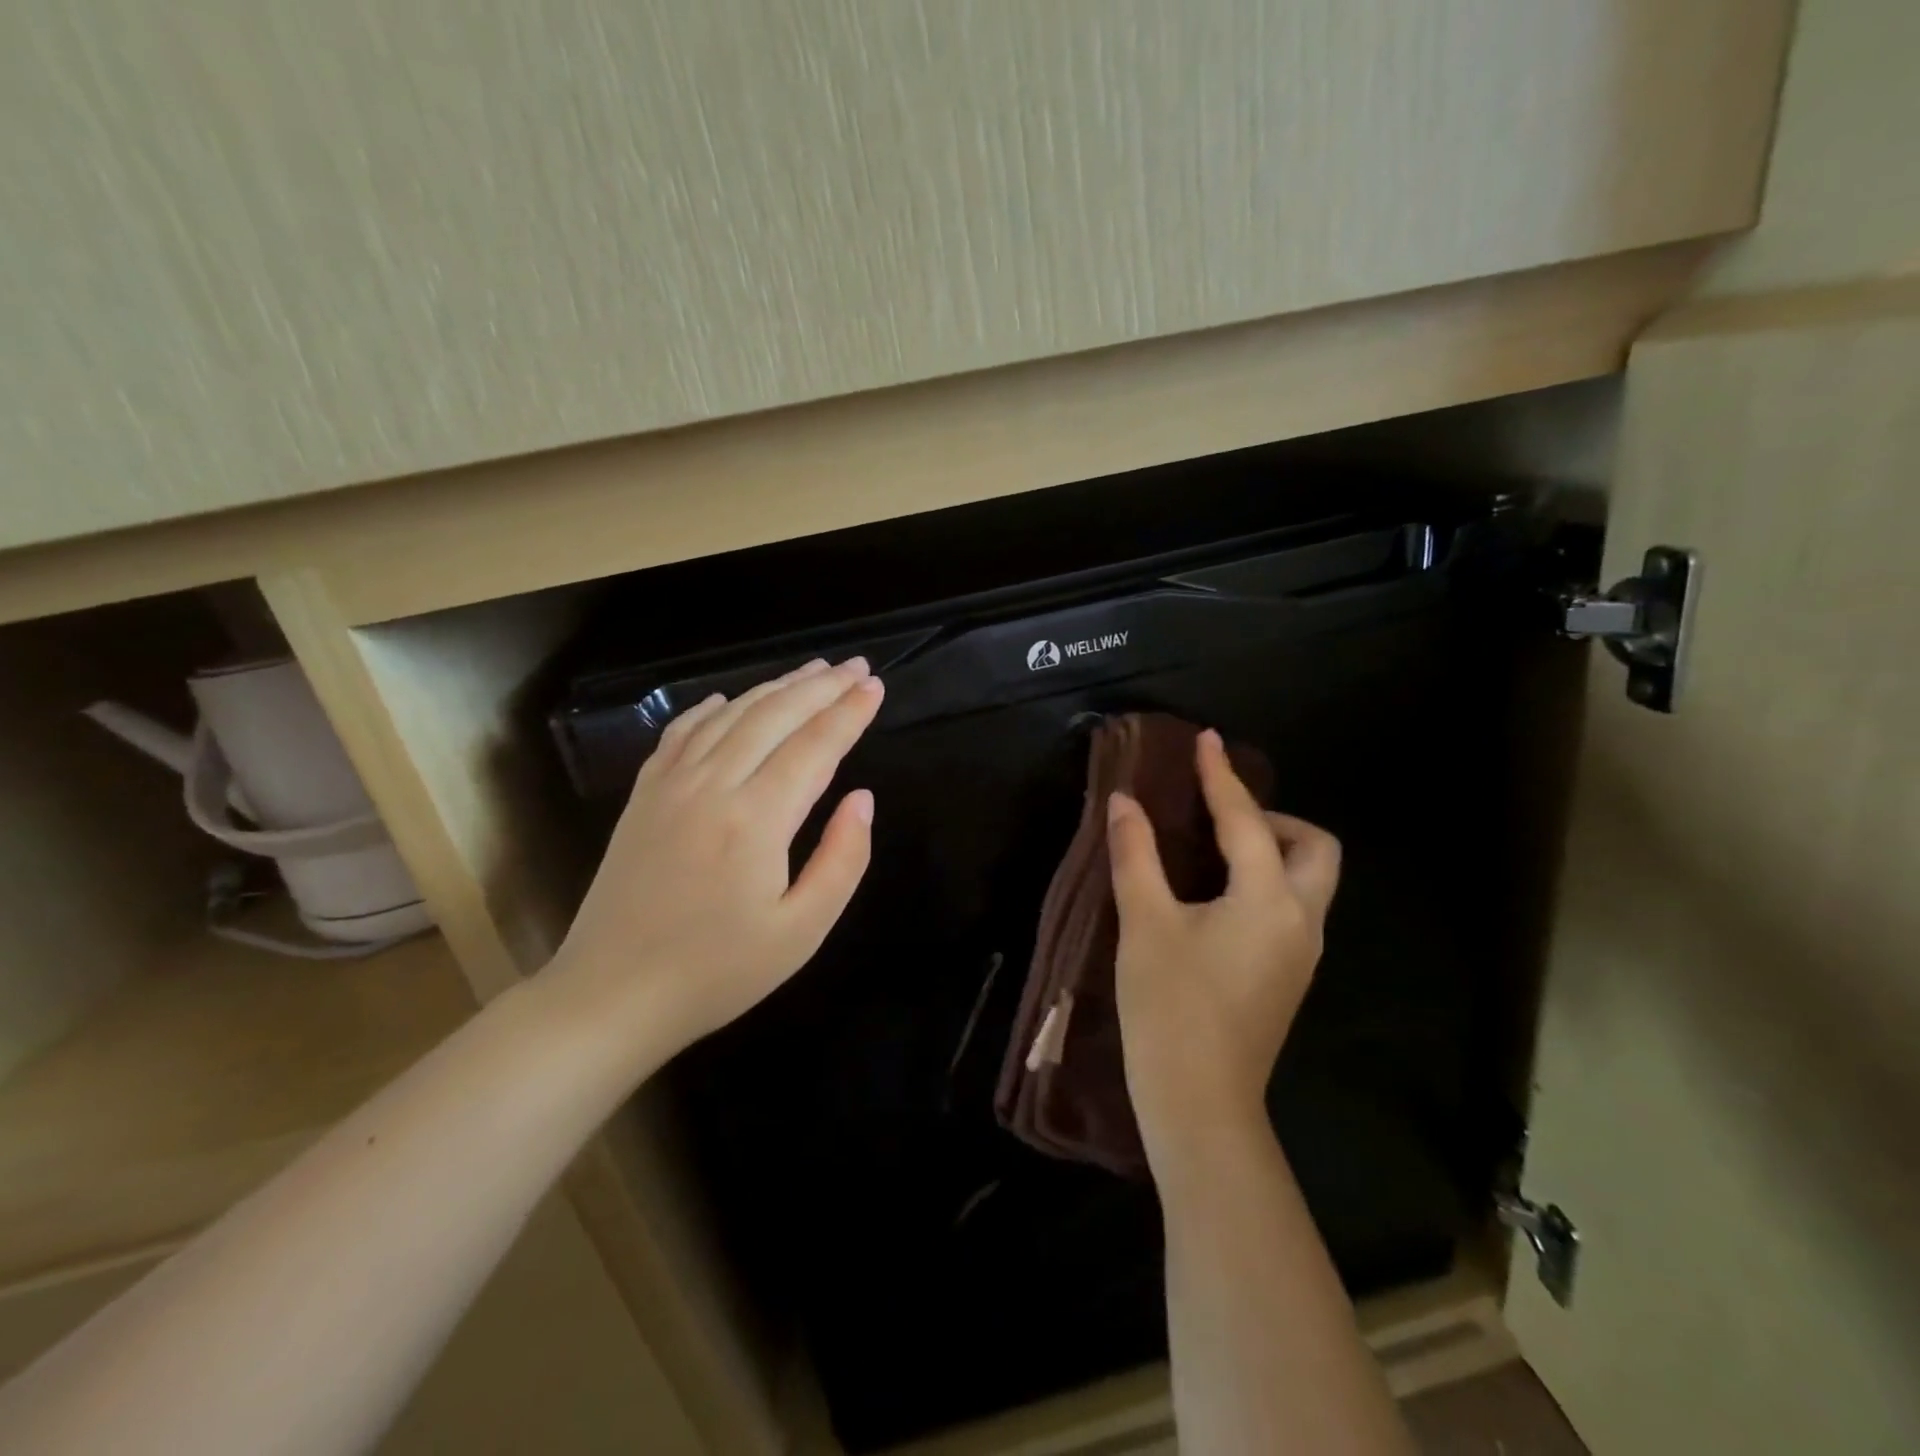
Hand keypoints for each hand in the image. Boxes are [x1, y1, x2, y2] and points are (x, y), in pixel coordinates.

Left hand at [549, 656, 882, 1064]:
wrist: (611, 995)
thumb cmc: (718, 972)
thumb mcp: (801, 931)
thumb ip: (842, 859)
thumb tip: (862, 798)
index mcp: (756, 819)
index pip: (815, 746)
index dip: (849, 713)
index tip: (874, 686)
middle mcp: (713, 785)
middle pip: (775, 715)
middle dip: (821, 687)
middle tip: (855, 666)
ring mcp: (671, 785)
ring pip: (731, 715)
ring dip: (775, 687)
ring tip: (811, 672)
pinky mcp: (644, 795)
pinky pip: (683, 732)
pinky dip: (714, 707)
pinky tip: (731, 699)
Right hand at [1108, 729, 1340, 1164]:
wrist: (1199, 1103)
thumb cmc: (1169, 1007)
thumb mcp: (1144, 923)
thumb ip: (1136, 855)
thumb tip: (1125, 802)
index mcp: (1269, 900)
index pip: (1247, 821)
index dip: (1221, 777)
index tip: (1206, 740)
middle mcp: (1300, 920)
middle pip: (1315, 848)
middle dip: (1274, 819)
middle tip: (1219, 818)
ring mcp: (1301, 953)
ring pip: (1309, 880)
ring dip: (1272, 850)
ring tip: (1212, 850)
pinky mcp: (1288, 976)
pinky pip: (1290, 907)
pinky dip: (1265, 882)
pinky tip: (1216, 895)